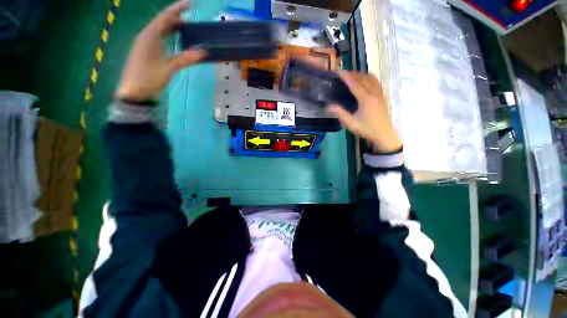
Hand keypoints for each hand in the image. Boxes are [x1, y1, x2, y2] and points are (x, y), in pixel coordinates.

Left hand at [116, 0, 205, 100]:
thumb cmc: (149, 77)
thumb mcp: (169, 68)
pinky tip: (174, 39)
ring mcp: (145, 44)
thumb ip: (185, 58)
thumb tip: (203, 52)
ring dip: (171, 27)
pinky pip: (158, 38)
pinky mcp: (145, 51)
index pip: (164, 18)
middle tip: (189, 17)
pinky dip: (168, 36)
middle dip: (175, 17)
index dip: (176, 10)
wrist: (133, 91)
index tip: (188, 4)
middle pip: (161, 22)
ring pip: (159, 30)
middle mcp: (146, 36)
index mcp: (149, 36)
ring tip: (184, 26)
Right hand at [328, 71, 401, 152]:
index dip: (346, 76)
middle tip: (343, 73)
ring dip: (361, 74)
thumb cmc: (367, 129)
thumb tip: (328, 106)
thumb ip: (340, 113)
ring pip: (371, 78)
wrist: (384, 134)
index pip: (354, 83)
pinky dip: (369, 78)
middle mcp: (374, 93)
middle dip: (352, 73)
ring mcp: (380, 94)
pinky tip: (365, 81)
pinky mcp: (382, 96)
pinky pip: (376, 82)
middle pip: (363, 78)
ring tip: (352, 75)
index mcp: (365, 99)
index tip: (338, 71)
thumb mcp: (351, 123)